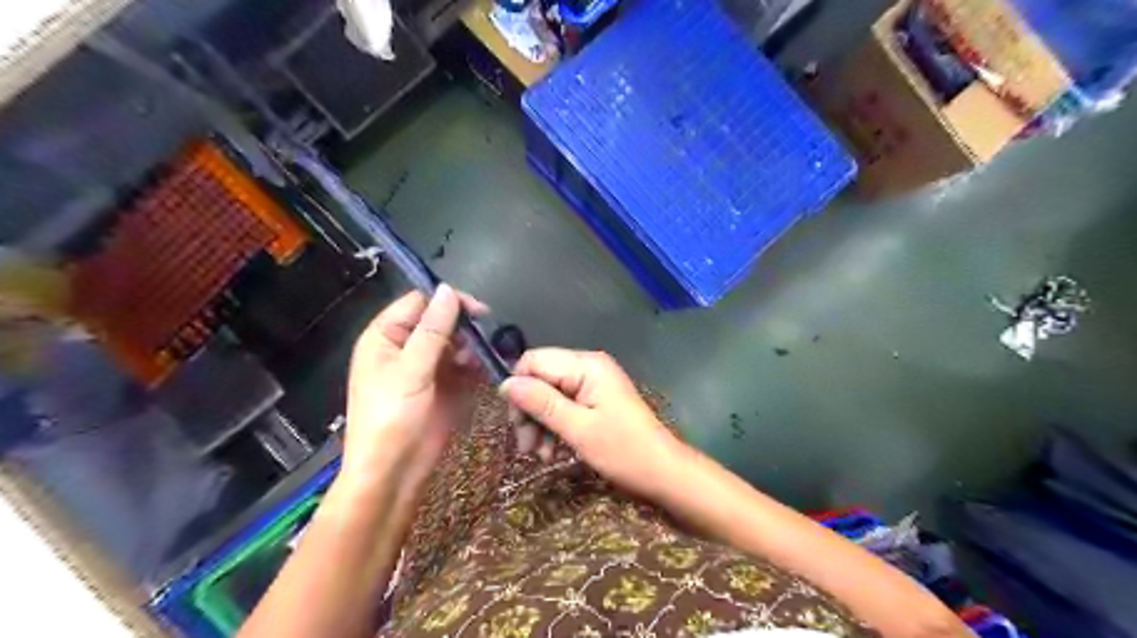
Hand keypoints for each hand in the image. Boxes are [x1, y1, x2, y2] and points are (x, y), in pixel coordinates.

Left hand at [345, 286, 491, 490]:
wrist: (393, 473)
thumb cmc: (391, 418)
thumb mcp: (410, 370)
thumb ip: (432, 330)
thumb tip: (447, 290)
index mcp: (384, 337)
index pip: (418, 302)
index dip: (447, 302)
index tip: (478, 311)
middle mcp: (404, 347)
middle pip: (439, 321)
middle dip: (462, 328)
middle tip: (483, 340)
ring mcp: (425, 367)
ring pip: (454, 343)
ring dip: (470, 347)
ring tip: (479, 361)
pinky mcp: (442, 386)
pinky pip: (461, 365)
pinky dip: (473, 365)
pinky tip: (483, 371)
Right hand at [502, 349, 688, 496]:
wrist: (663, 472)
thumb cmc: (624, 451)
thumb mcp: (578, 429)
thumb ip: (541, 403)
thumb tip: (506, 384)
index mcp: (586, 365)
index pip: (534, 361)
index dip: (519, 389)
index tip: (515, 423)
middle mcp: (588, 366)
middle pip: (540, 378)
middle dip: (529, 412)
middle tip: (527, 447)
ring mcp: (593, 383)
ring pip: (549, 395)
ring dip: (540, 424)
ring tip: (541, 455)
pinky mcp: (595, 400)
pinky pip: (564, 406)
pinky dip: (554, 427)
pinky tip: (553, 451)